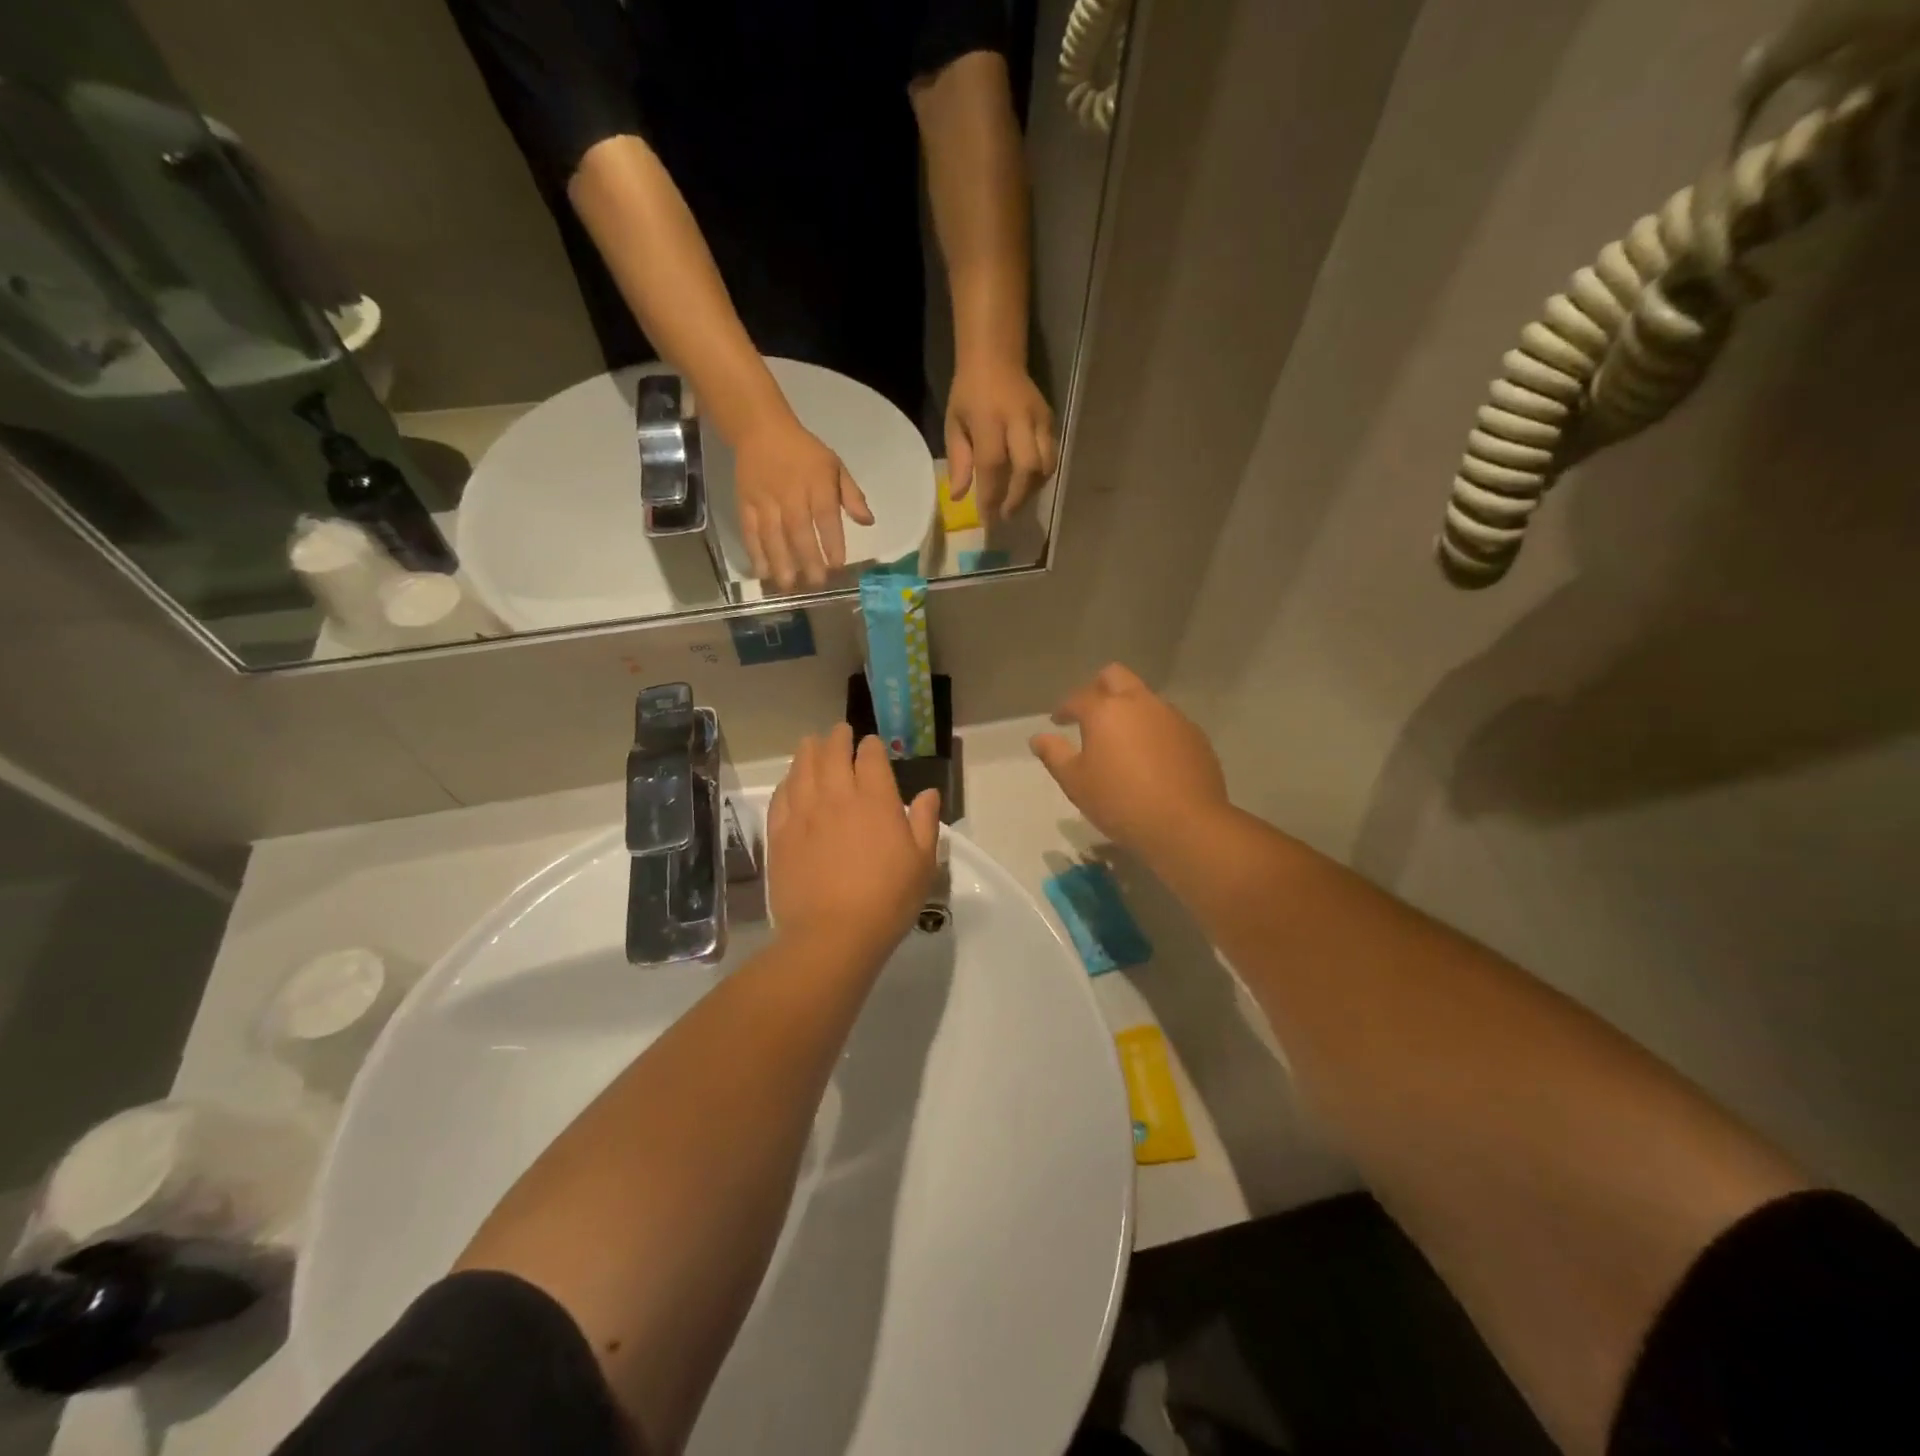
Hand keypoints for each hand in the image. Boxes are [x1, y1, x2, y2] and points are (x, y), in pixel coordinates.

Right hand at [733, 417, 873, 590]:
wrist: (760, 430)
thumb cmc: (805, 453)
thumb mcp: (835, 466)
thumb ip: (852, 495)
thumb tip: (868, 522)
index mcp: (817, 484)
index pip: (826, 517)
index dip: (832, 542)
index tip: (838, 565)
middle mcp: (790, 495)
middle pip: (799, 531)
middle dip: (808, 559)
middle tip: (816, 584)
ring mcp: (765, 500)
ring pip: (772, 535)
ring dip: (780, 562)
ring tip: (788, 585)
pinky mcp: (744, 503)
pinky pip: (749, 531)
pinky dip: (755, 552)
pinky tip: (762, 571)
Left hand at [769, 725, 942, 966]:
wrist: (832, 935)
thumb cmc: (887, 900)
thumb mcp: (923, 863)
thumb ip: (925, 822)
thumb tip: (928, 793)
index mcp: (876, 800)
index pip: (870, 757)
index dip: (871, 746)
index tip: (871, 745)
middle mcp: (837, 796)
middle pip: (832, 753)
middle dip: (837, 738)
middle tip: (839, 733)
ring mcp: (804, 813)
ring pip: (802, 768)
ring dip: (808, 750)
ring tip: (811, 743)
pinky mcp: (780, 834)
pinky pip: (780, 796)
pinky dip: (787, 781)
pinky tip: (790, 781)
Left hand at [946, 362, 1056, 521]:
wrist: (996, 357)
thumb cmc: (969, 394)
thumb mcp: (954, 424)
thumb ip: (958, 461)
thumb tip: (959, 497)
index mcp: (988, 419)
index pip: (993, 465)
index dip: (991, 496)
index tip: (988, 519)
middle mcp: (1018, 419)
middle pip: (1027, 468)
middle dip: (1017, 498)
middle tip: (1006, 515)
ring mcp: (1039, 419)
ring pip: (1046, 464)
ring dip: (1032, 490)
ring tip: (1017, 502)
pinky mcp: (1051, 420)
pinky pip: (1052, 456)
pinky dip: (1041, 476)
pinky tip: (1028, 485)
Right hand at [1030, 664, 1229, 854]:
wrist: (1185, 825)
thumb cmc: (1119, 802)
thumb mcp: (1075, 782)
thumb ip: (1054, 754)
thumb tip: (1038, 738)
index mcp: (1105, 710)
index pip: (1078, 697)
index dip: (1065, 708)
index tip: (1058, 721)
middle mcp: (1140, 703)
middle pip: (1116, 677)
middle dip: (1098, 689)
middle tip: (1090, 714)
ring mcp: (1172, 716)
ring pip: (1145, 698)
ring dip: (1129, 709)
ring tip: (1121, 739)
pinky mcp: (1195, 735)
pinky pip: (1167, 721)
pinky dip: (1153, 729)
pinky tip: (1150, 757)